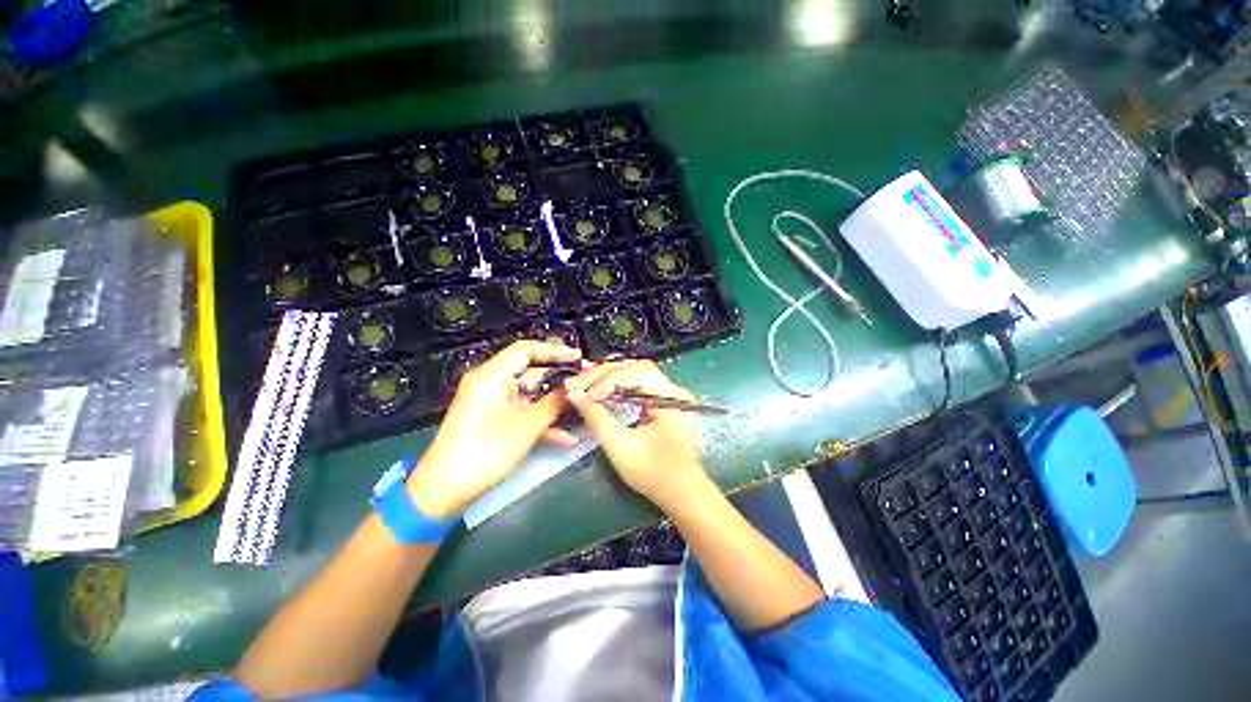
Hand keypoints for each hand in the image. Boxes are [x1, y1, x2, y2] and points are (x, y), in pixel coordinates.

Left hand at [408, 340, 581, 517]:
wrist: (443, 492)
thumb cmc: (483, 453)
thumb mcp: (525, 428)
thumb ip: (554, 404)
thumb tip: (576, 387)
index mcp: (491, 376)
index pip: (526, 350)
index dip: (555, 351)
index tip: (579, 358)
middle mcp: (492, 384)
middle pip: (532, 374)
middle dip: (560, 382)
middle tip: (587, 386)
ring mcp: (494, 403)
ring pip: (531, 396)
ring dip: (555, 406)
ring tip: (583, 408)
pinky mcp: (496, 420)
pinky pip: (524, 414)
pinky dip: (543, 422)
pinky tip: (568, 437)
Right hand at [564, 360, 708, 508]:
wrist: (681, 491)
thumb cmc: (653, 475)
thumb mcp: (621, 448)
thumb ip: (597, 418)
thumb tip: (574, 394)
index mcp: (672, 401)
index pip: (636, 374)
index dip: (606, 382)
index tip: (582, 394)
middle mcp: (675, 390)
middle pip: (636, 368)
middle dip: (603, 374)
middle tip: (576, 383)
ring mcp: (671, 393)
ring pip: (636, 371)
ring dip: (608, 376)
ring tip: (583, 382)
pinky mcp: (665, 399)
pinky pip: (639, 382)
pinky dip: (617, 383)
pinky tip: (599, 386)